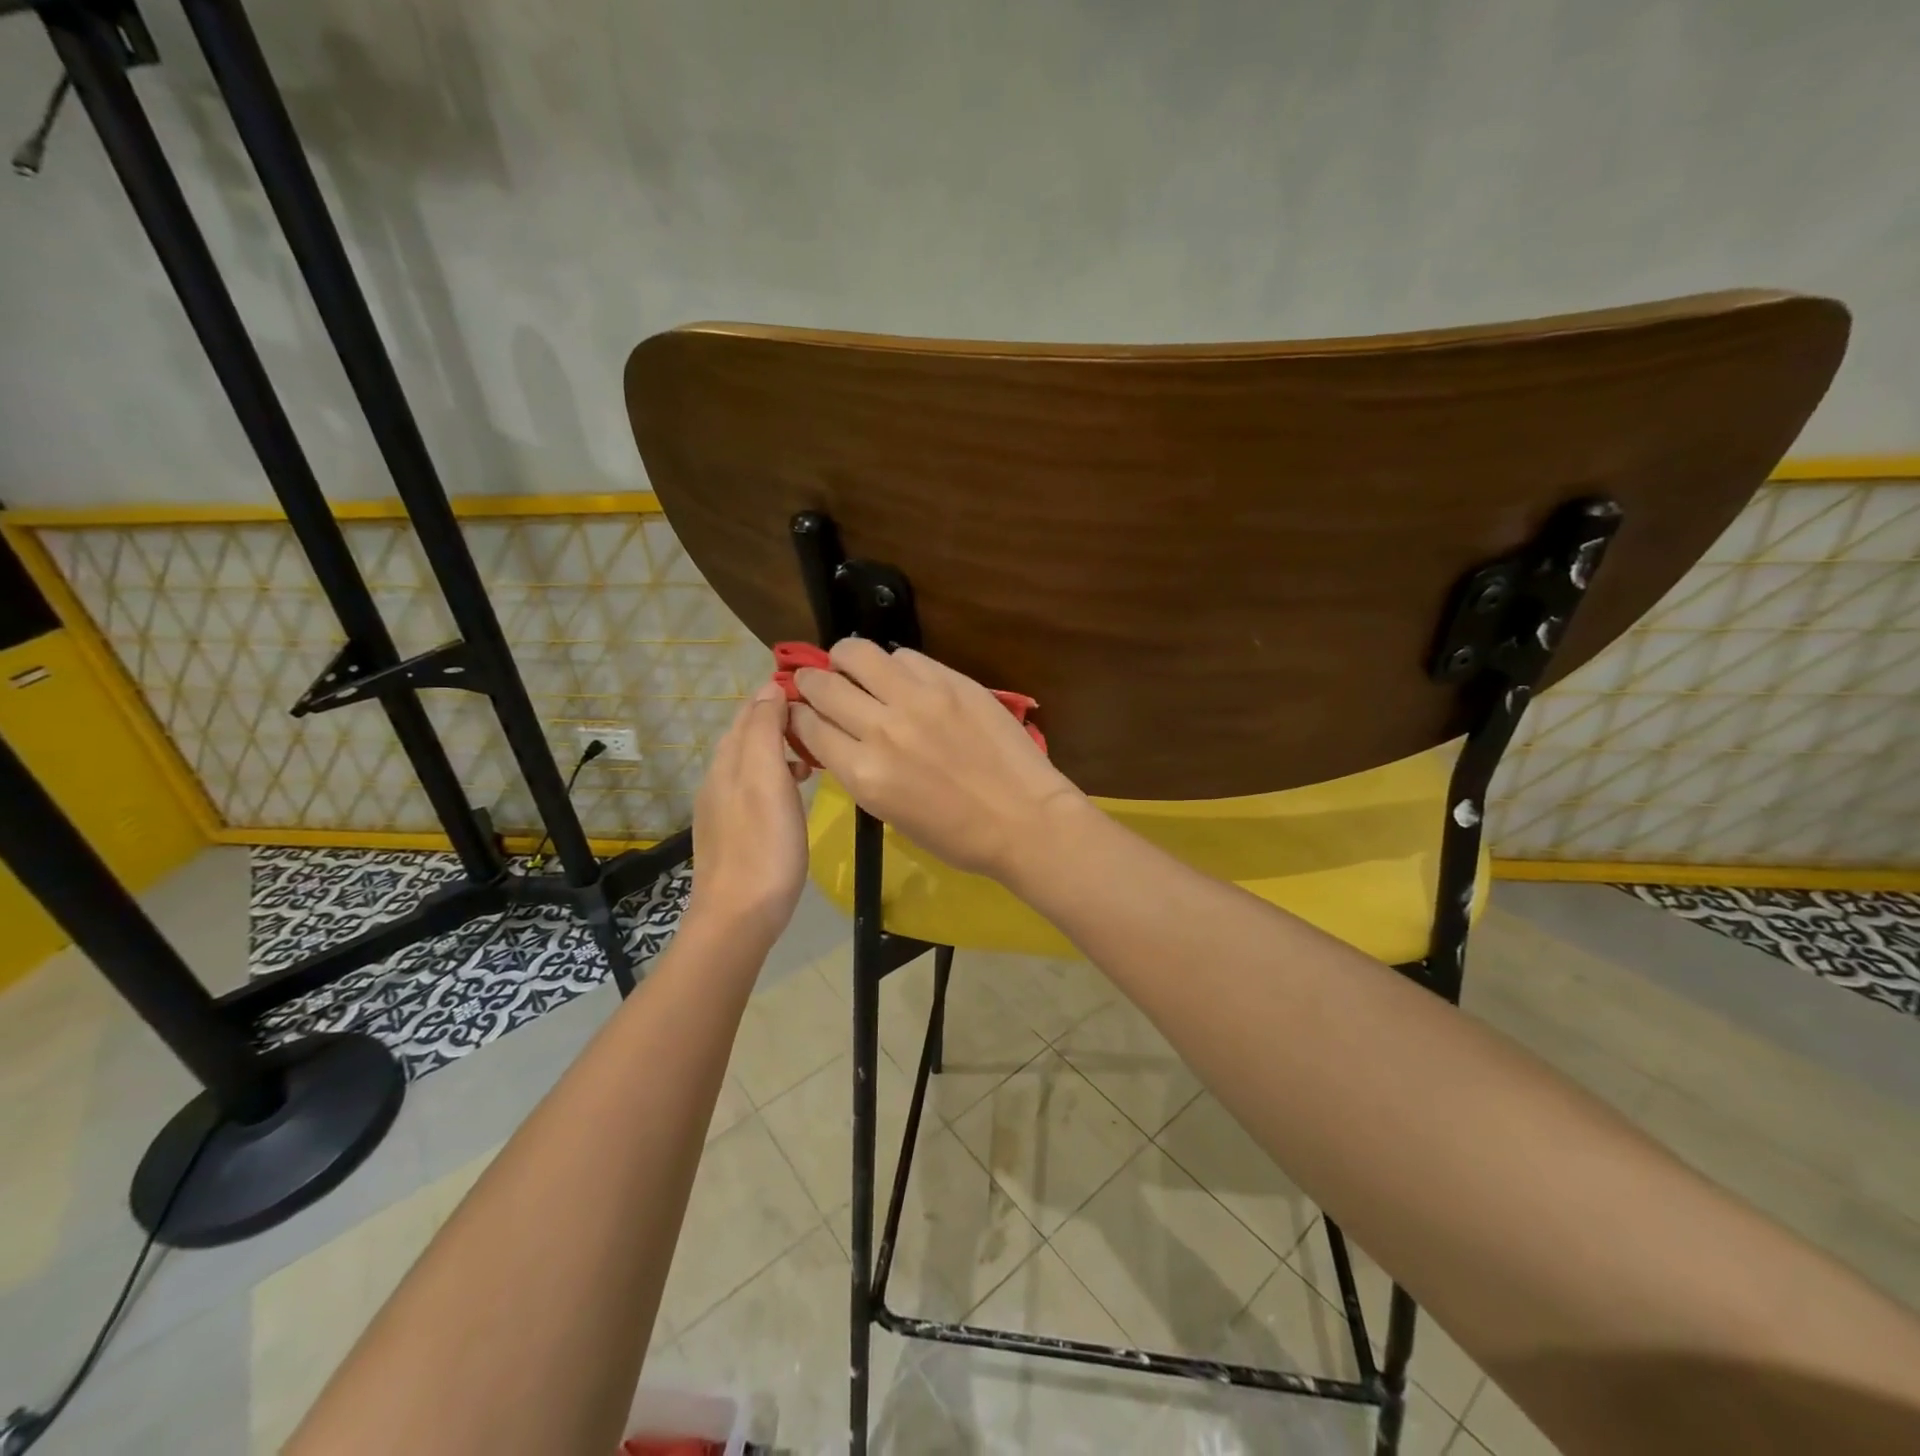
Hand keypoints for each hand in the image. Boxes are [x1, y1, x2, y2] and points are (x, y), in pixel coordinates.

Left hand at [686, 683, 809, 941]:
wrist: (738, 916)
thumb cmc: (764, 846)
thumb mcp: (767, 780)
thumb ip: (764, 732)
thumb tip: (769, 689)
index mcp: (729, 760)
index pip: (751, 710)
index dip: (780, 695)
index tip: (819, 694)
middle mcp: (719, 777)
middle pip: (748, 733)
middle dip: (782, 721)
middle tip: (822, 725)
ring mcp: (722, 806)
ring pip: (751, 761)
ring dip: (781, 749)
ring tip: (813, 759)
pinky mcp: (731, 831)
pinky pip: (753, 787)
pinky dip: (775, 776)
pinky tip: (793, 792)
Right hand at [790, 639, 1087, 881]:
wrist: (1023, 818)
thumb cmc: (956, 834)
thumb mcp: (889, 813)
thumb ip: (857, 769)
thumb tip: (837, 736)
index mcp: (863, 773)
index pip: (808, 726)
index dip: (798, 716)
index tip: (801, 711)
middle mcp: (881, 729)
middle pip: (822, 685)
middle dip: (811, 682)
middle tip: (818, 683)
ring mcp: (918, 699)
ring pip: (857, 653)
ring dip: (845, 659)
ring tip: (853, 666)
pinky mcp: (951, 681)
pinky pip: (905, 656)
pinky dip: (894, 664)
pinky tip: (902, 677)